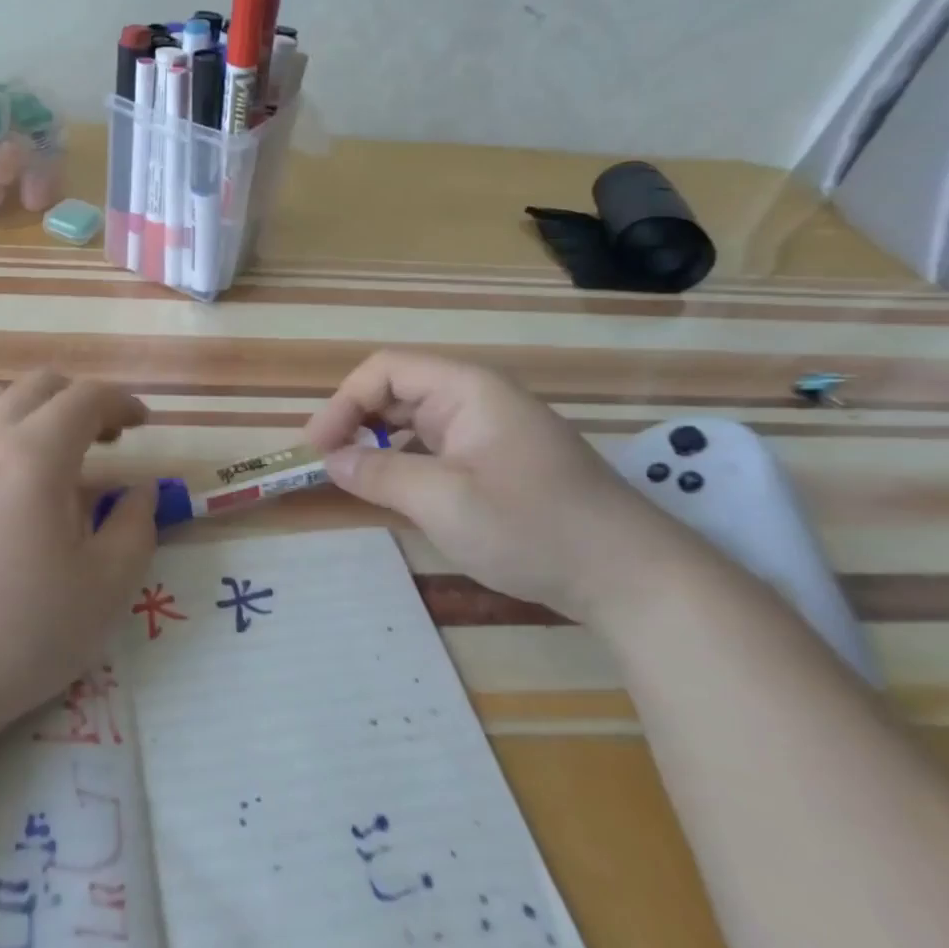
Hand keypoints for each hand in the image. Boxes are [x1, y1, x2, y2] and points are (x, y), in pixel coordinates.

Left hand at [0, 371, 156, 740]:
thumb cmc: (17, 636)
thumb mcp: (104, 589)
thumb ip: (136, 527)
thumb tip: (140, 491)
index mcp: (33, 457)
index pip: (85, 398)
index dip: (121, 402)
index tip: (142, 423)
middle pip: (38, 386)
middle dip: (81, 399)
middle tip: (107, 437)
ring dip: (37, 411)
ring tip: (57, 455)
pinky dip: (0, 432)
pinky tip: (7, 482)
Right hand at [304, 350, 698, 622]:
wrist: (632, 577)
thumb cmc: (532, 526)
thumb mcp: (443, 501)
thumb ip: (379, 473)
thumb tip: (330, 459)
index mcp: (467, 388)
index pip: (386, 370)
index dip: (343, 402)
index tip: (317, 448)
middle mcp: (477, 399)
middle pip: (398, 391)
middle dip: (356, 421)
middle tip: (326, 464)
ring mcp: (491, 431)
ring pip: (416, 422)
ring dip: (379, 444)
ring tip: (352, 478)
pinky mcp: (499, 462)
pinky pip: (438, 448)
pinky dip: (407, 463)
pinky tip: (396, 492)